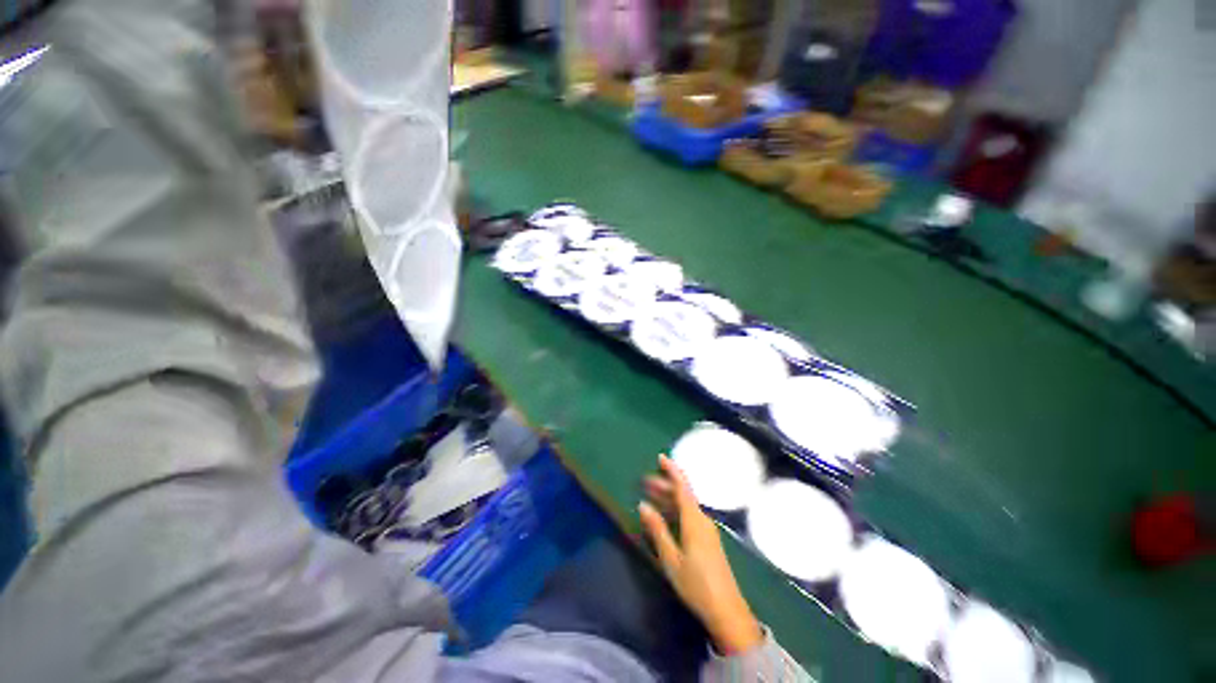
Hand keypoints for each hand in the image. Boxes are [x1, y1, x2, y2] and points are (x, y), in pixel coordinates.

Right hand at [640, 455, 762, 654]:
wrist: (723, 605)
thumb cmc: (694, 582)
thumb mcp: (670, 558)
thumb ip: (658, 531)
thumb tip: (644, 505)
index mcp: (695, 522)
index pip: (684, 489)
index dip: (673, 472)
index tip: (660, 458)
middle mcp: (704, 523)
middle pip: (685, 498)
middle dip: (667, 486)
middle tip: (644, 481)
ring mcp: (708, 533)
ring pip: (687, 509)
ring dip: (670, 500)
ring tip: (650, 497)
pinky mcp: (708, 543)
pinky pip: (690, 519)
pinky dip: (676, 513)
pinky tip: (665, 519)